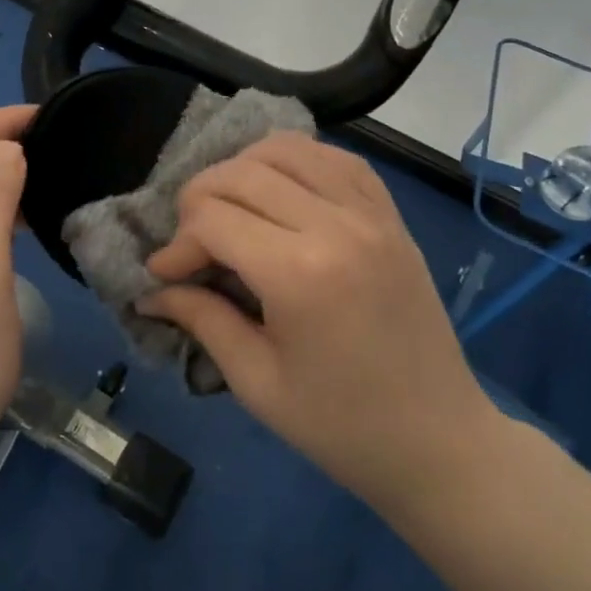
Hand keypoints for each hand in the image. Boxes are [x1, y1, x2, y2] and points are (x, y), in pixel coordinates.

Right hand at [141, 132, 499, 513]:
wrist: (439, 441)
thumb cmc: (341, 425)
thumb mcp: (257, 382)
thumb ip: (201, 320)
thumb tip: (151, 291)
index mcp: (299, 273)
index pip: (211, 219)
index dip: (177, 244)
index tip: (165, 275)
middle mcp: (335, 225)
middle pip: (241, 173)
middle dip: (199, 199)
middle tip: (191, 243)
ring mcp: (370, 212)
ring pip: (286, 149)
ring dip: (243, 169)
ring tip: (231, 209)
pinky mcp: (390, 214)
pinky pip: (336, 158)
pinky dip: (297, 161)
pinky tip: (281, 189)